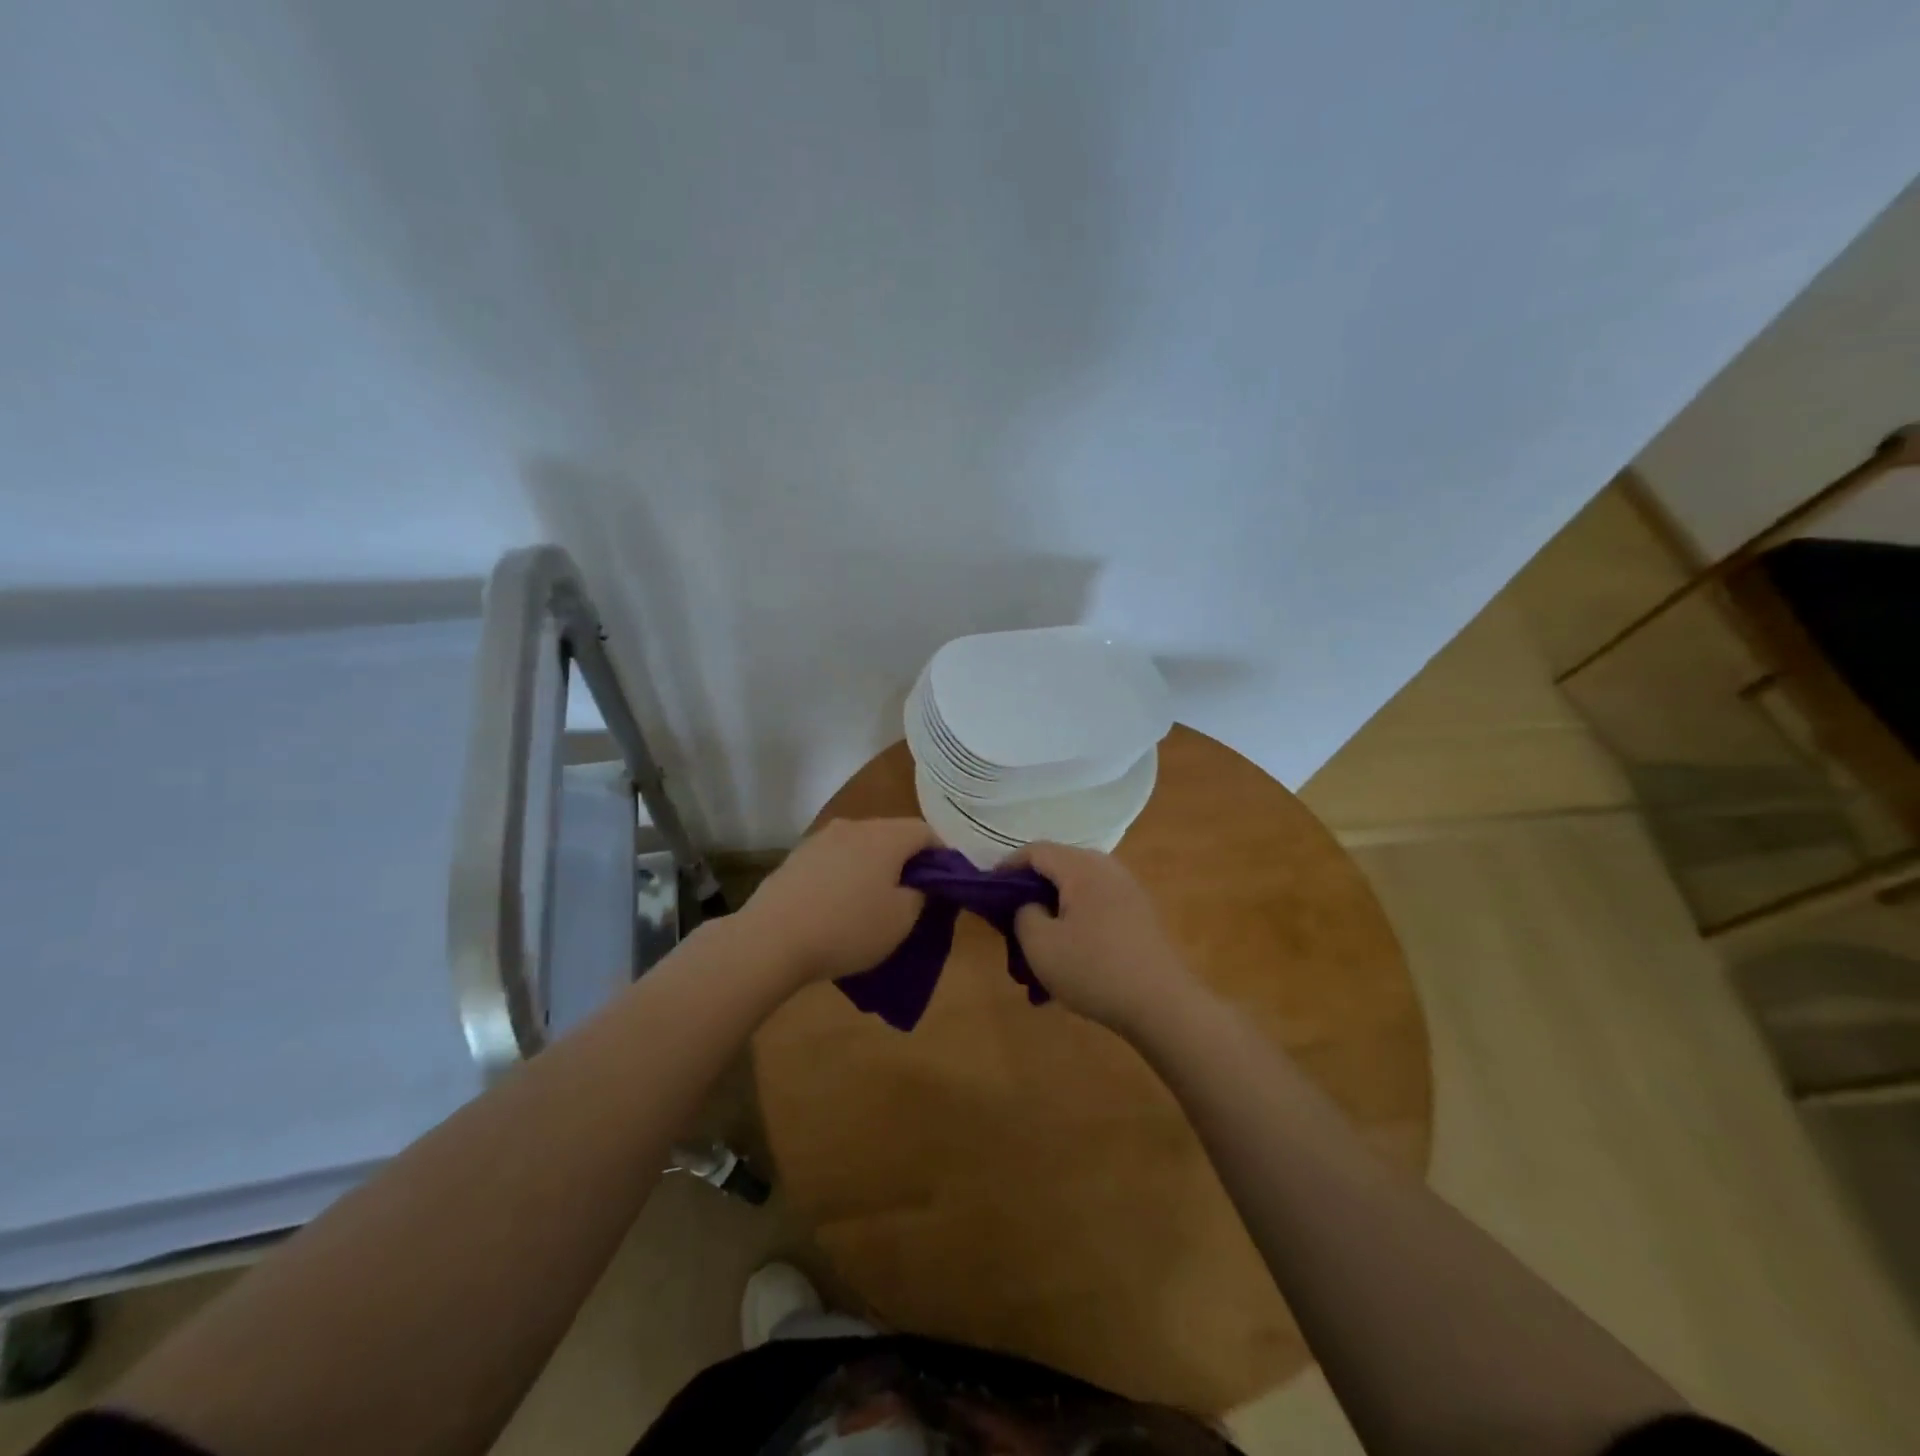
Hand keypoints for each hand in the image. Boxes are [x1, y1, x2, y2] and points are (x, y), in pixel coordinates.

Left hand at [737, 817, 938, 983]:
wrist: (771, 939)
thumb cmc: (847, 928)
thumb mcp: (901, 920)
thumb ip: (920, 894)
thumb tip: (919, 882)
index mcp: (886, 836)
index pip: (926, 832)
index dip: (942, 855)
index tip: (945, 883)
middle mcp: (854, 826)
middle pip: (893, 834)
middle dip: (907, 859)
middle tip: (913, 894)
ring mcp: (821, 838)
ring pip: (862, 845)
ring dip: (874, 865)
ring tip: (874, 899)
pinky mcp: (797, 856)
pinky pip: (836, 858)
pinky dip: (846, 873)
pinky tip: (839, 902)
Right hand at [1010, 842, 1205, 1034]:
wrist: (1162, 1004)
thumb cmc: (1094, 969)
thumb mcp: (1040, 945)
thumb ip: (1023, 914)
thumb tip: (1029, 905)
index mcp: (1081, 867)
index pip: (1035, 851)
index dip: (1007, 867)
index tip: (988, 891)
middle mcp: (1107, 867)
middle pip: (1058, 865)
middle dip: (1031, 887)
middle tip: (1011, 916)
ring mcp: (1127, 888)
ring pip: (1077, 886)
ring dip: (1054, 905)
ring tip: (1040, 938)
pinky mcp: (1139, 912)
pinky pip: (1096, 903)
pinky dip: (1076, 917)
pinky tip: (1071, 950)